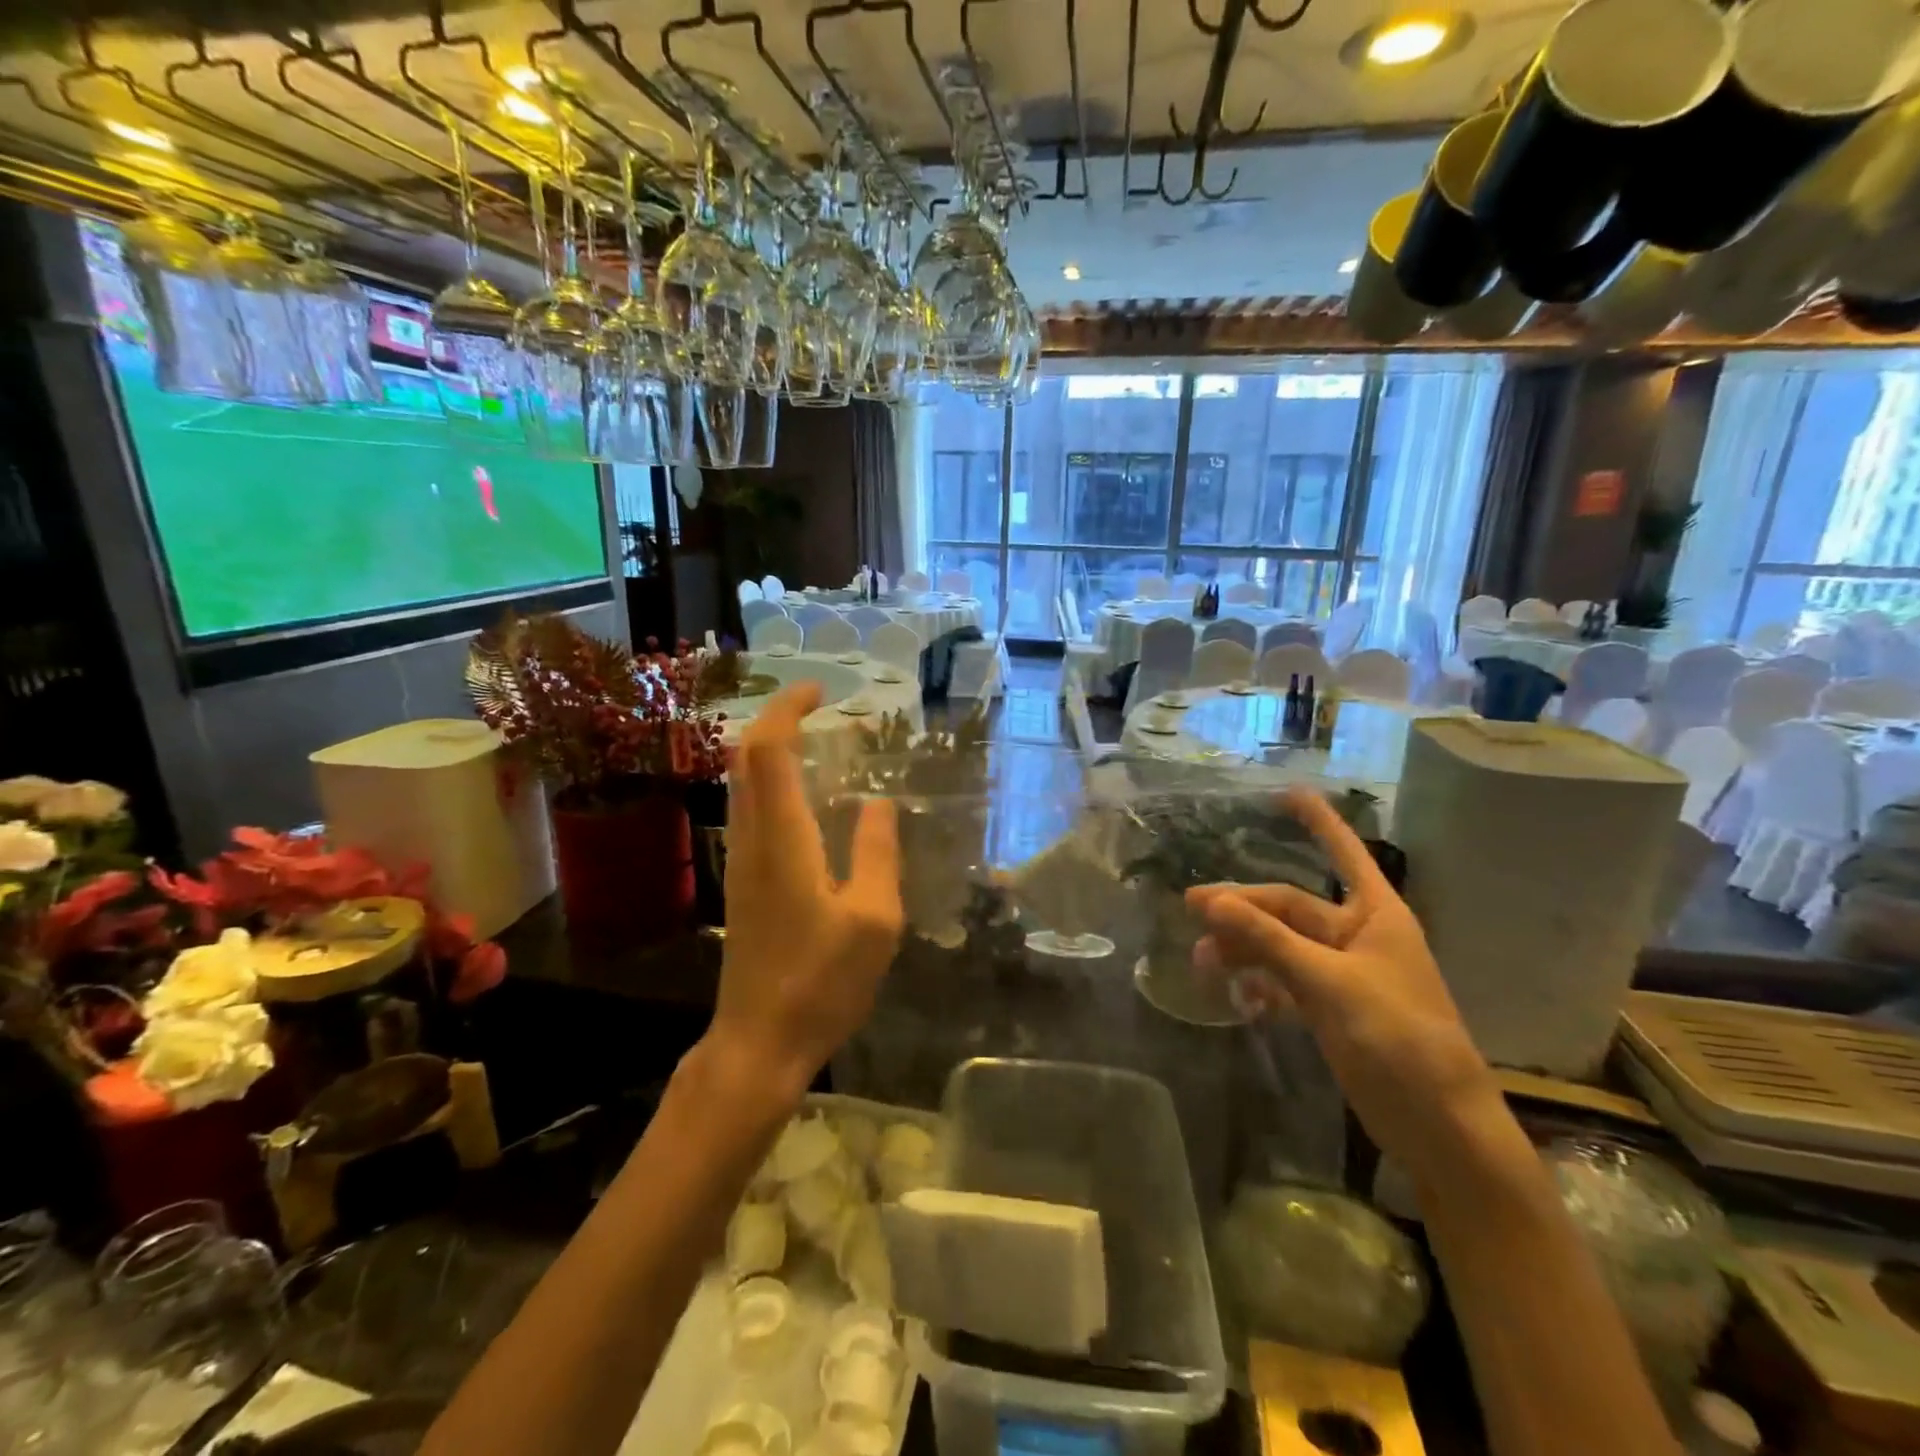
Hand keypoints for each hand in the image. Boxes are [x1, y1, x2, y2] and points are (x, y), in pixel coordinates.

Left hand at [714, 682, 903, 1098]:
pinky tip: (808, 800)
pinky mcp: (743, 882)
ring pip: (743, 783)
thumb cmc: (822, 984)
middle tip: (821, 710)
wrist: (758, 1043)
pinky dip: (773, 782)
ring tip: (819, 744)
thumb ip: (876, 853)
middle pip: (746, 758)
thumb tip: (878, 802)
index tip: (820, 691)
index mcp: (783, 840)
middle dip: (777, 720)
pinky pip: (750, 810)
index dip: (788, 709)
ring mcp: (741, 861)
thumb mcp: (874, 919)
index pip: (769, 751)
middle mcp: (752, 840)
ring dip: (773, 750)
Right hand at [1187, 788, 1498, 1182]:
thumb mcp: (1328, 982)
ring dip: (1244, 949)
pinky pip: (1286, 981)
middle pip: (1290, 906)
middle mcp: (1358, 935)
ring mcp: (1343, 973)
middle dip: (1243, 909)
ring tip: (1205, 963)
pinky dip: (1261, 985)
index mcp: (1375, 914)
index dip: (1317, 821)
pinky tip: (1239, 999)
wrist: (1439, 1126)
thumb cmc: (1398, 1037)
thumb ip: (1267, 940)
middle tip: (1192, 910)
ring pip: (1281, 944)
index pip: (1343, 852)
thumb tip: (1209, 901)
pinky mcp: (1332, 1008)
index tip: (1287, 792)